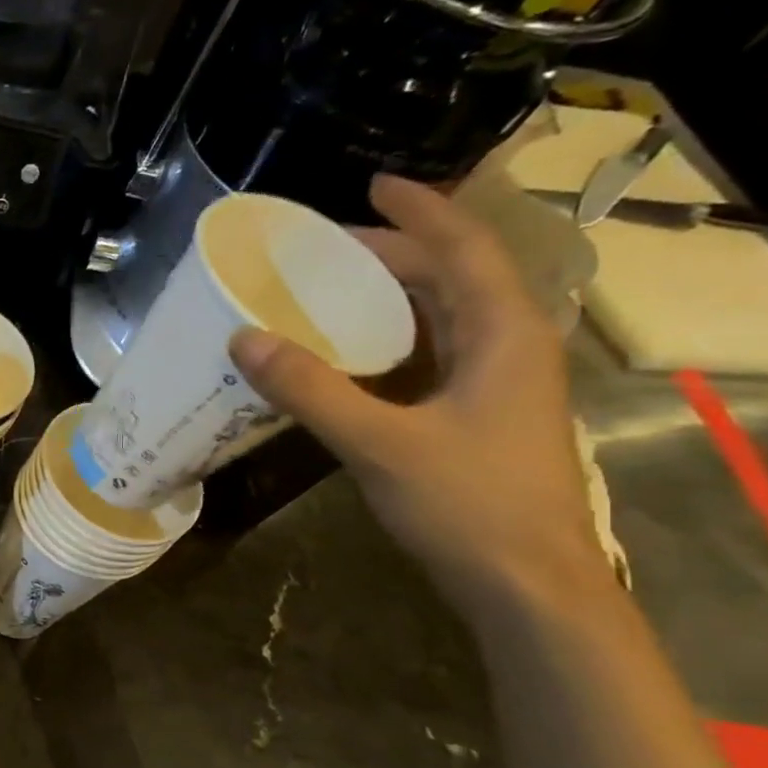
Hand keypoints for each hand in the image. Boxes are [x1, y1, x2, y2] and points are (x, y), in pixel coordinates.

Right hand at [229, 175, 607, 610]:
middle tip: (323, 250)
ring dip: (390, 296)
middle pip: (453, 278)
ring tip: (328, 290)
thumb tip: (243, 338)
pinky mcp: (475, 415)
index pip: (464, 251)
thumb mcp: (378, 442)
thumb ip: (310, 389)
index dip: (421, 212)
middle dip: (393, 253)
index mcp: (504, 336)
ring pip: (443, 317)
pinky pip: (429, 355)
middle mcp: (508, 347)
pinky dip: (387, 340)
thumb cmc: (466, 504)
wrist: (525, 583)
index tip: (372, 185)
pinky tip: (345, 354)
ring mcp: (496, 384)